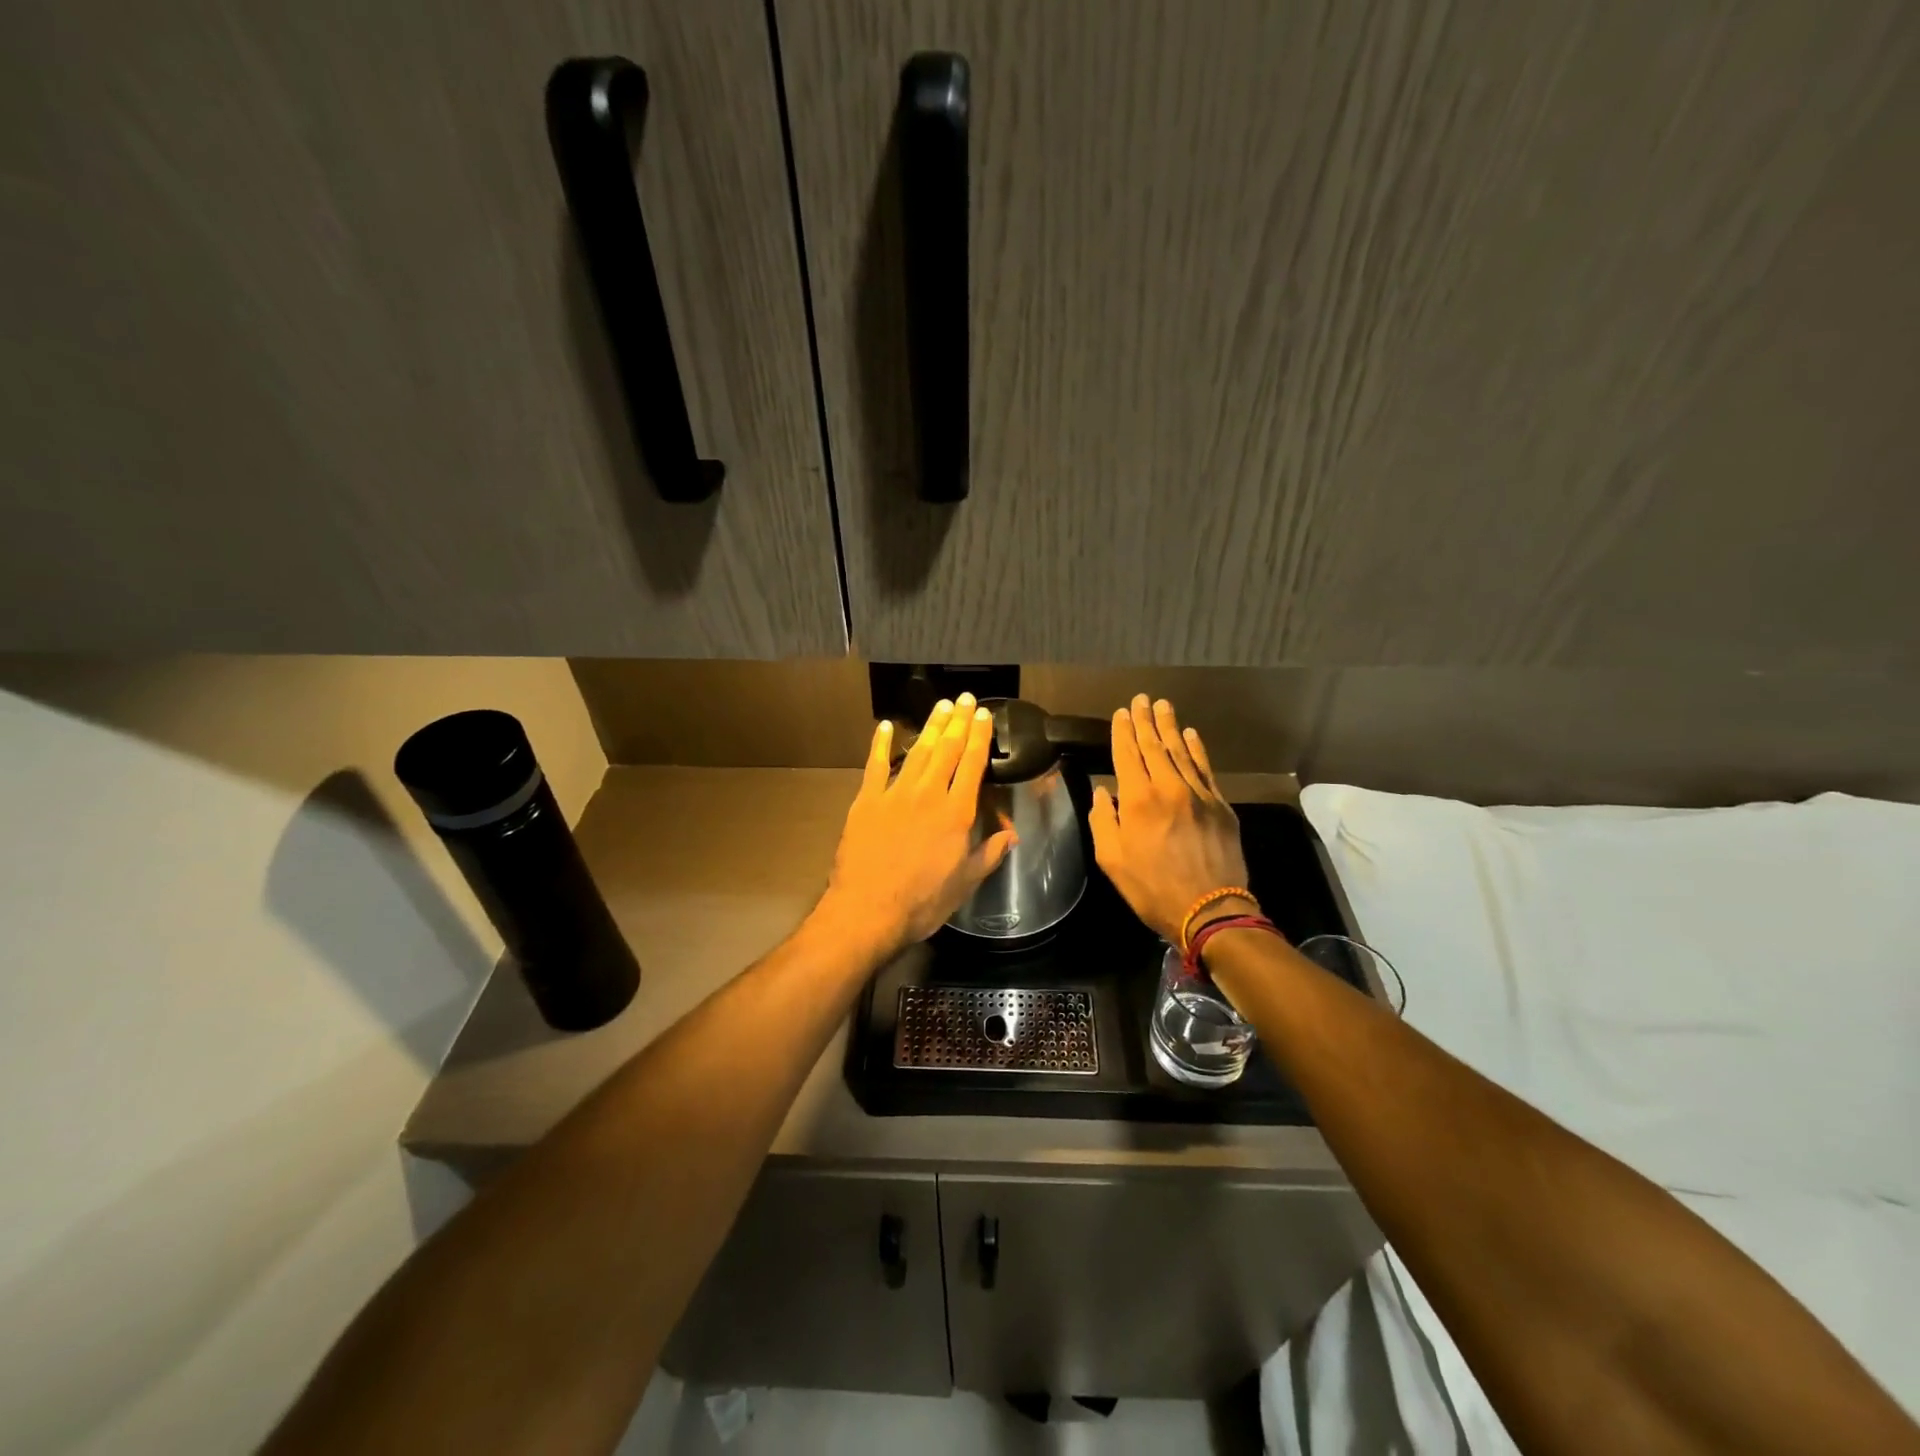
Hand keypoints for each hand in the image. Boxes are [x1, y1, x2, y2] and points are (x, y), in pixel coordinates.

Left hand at [815, 692, 1016, 960]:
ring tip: (941, 705)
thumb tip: (1012, 836)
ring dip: (930, 726)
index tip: (983, 715)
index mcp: (956, 812)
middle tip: (964, 699)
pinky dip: (880, 744)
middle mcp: (928, 794)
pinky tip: (885, 726)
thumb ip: (989, 854)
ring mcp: (895, 794)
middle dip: (958, 722)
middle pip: (946, 749)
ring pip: (917, 751)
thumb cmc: (923, 902)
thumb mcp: (965, 883)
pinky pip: (875, 766)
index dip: (979, 737)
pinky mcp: (866, 801)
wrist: (868, 910)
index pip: (972, 765)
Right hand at [1088, 695, 1250, 944]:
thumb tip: (1103, 792)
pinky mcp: (1221, 806)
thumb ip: (1103, 821)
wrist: (1210, 910)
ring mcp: (1199, 795)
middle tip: (1142, 699)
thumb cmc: (1152, 888)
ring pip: (1182, 752)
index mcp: (1138, 800)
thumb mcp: (1111, 860)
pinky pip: (1206, 769)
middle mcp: (1169, 788)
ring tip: (1164, 706)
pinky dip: (1198, 750)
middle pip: (1155, 746)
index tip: (1121, 713)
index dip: (1123, 732)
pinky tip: (1192, 735)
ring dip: (1171, 727)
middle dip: (1146, 721)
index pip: (1127, 755)